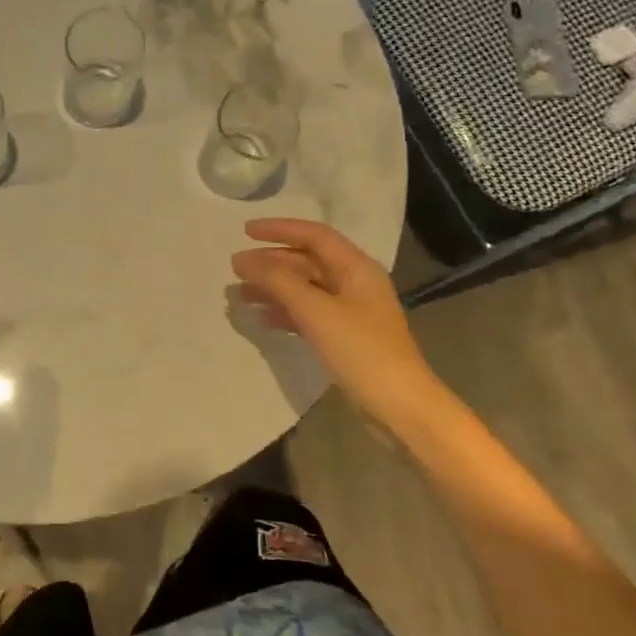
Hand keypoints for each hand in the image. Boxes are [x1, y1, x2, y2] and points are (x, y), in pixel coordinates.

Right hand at [231, 219, 444, 432]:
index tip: (245, 232)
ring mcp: (350, 311)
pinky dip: (285, 312)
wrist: (399, 406)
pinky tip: (262, 319)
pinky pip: (308, 313)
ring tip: (241, 294)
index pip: (314, 235)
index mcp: (356, 268)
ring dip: (274, 287)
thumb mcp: (315, 311)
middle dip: (272, 261)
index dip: (279, 229)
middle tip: (236, 268)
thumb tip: (242, 259)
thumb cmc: (360, 351)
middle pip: (307, 261)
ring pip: (305, 288)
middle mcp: (354, 283)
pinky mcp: (345, 336)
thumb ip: (278, 280)